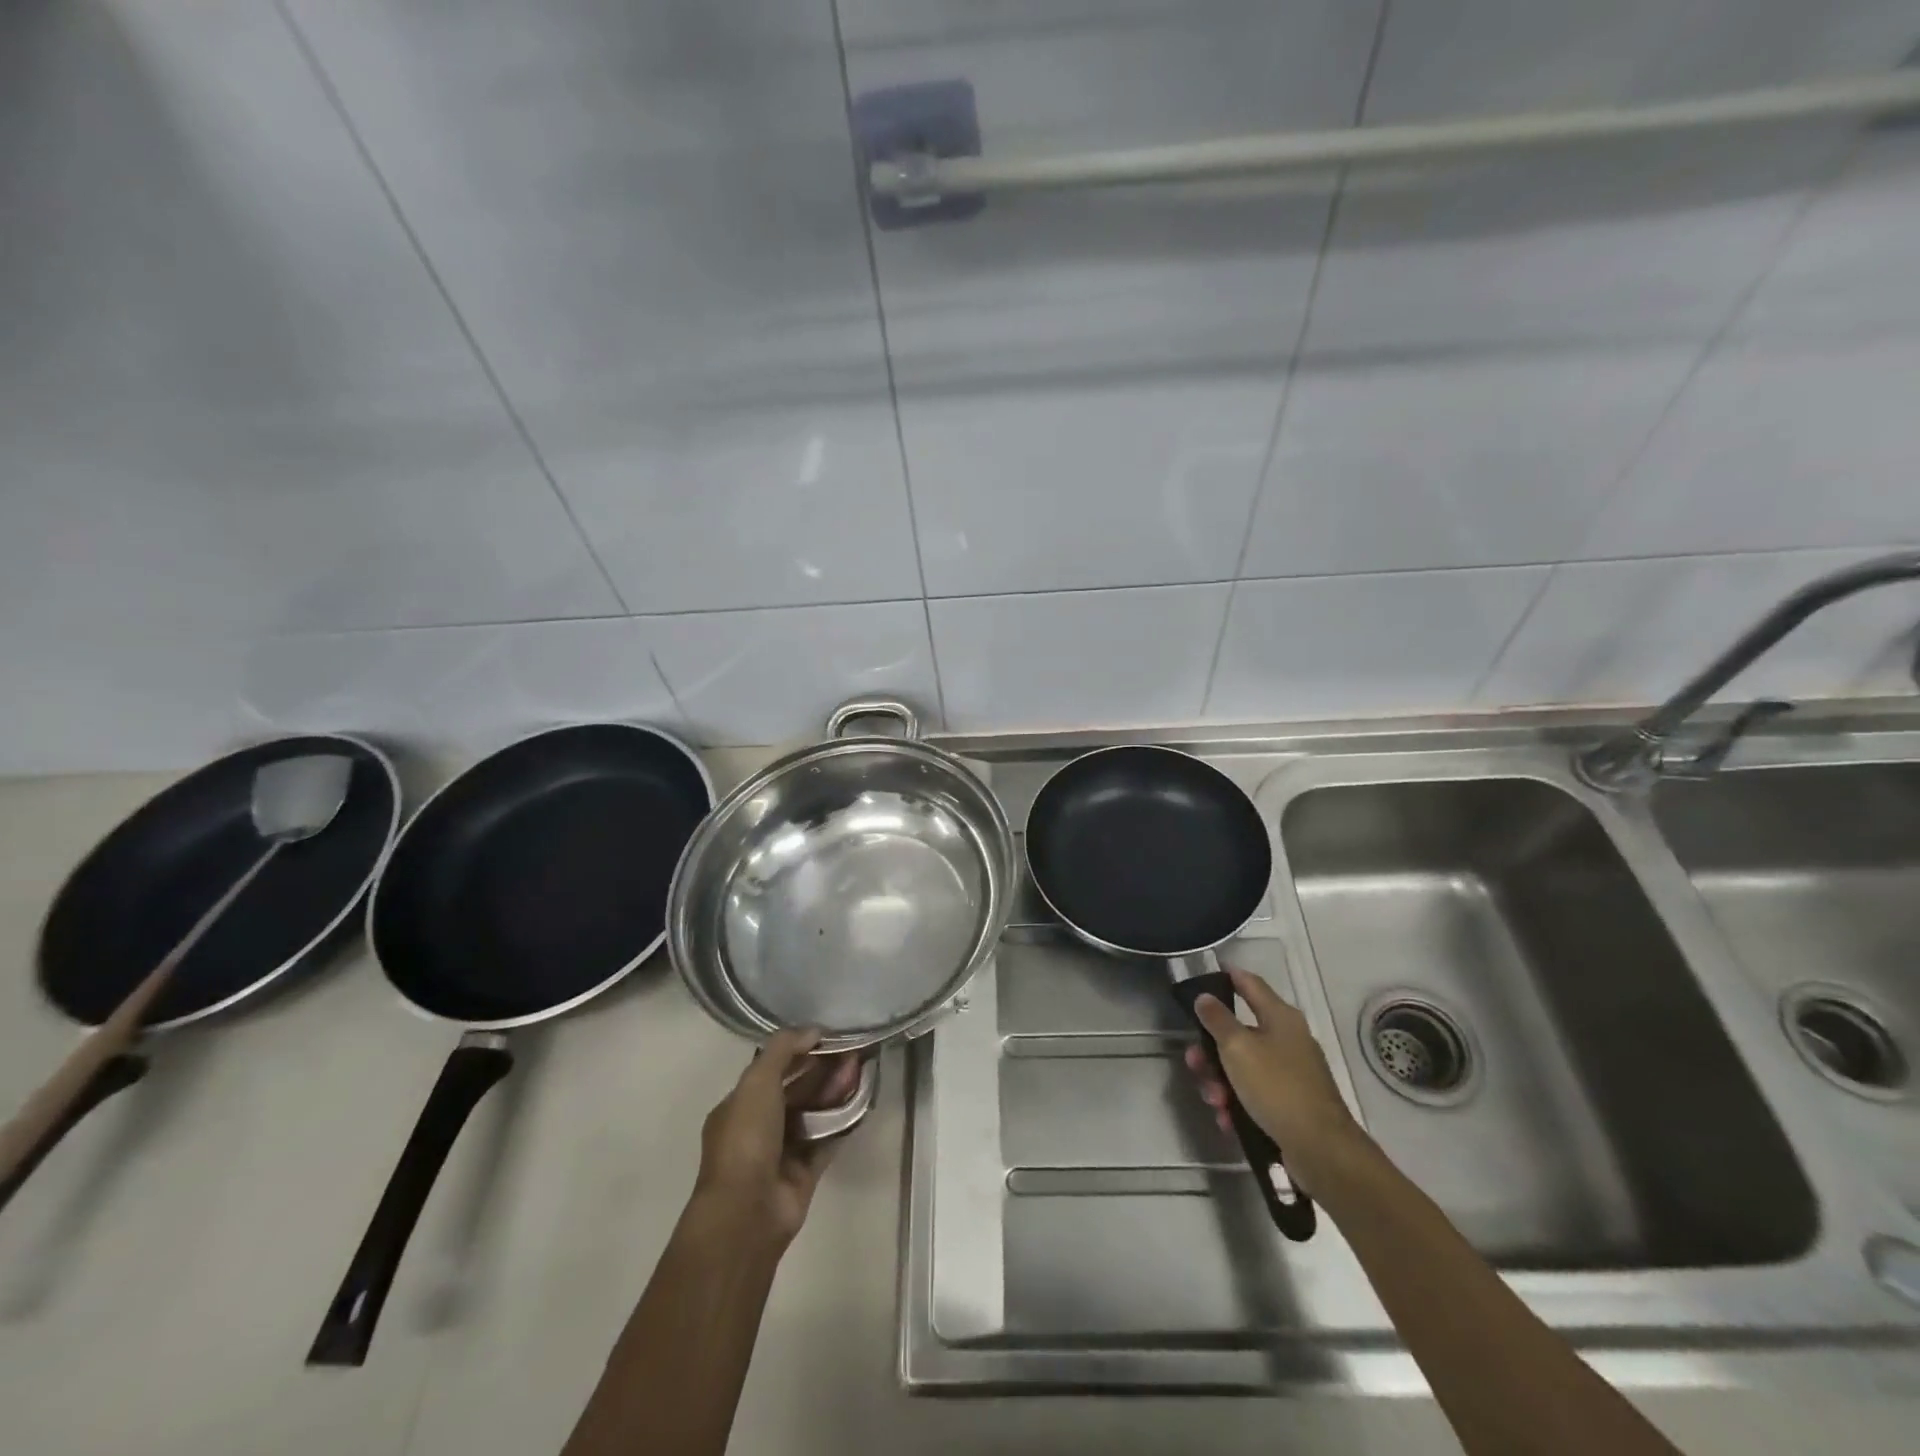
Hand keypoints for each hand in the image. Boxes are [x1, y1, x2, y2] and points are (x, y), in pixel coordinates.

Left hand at [692, 1029, 861, 1248]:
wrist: (748, 1212)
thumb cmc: (746, 1140)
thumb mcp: (757, 1082)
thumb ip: (783, 1049)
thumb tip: (813, 1030)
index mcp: (739, 1106)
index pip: (771, 1070)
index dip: (798, 1051)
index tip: (827, 1037)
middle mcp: (759, 1127)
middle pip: (796, 1090)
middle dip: (822, 1070)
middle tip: (852, 1051)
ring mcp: (782, 1152)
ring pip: (814, 1113)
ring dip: (835, 1091)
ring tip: (860, 1070)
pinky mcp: (805, 1172)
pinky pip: (827, 1139)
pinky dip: (843, 1122)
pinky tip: (862, 1102)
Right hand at [1183, 967, 1363, 1193]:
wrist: (1322, 1150)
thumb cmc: (1277, 1087)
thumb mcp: (1238, 1048)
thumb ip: (1217, 1020)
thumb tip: (1204, 997)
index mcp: (1280, 1018)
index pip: (1250, 984)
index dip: (1228, 977)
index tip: (1204, 977)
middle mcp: (1288, 1040)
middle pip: (1240, 1032)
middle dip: (1211, 1049)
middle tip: (1194, 1062)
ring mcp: (1291, 1074)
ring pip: (1243, 1067)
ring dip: (1221, 1081)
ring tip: (1213, 1100)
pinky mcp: (1290, 1104)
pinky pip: (1254, 1095)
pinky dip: (1238, 1104)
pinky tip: (1226, 1119)